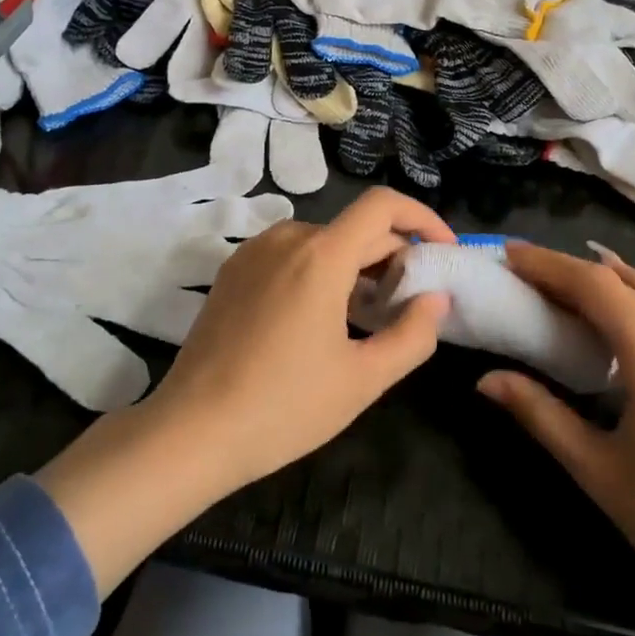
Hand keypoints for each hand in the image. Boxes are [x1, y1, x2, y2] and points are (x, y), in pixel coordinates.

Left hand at [152, 187, 455, 488]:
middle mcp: (287, 238)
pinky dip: (320, 271)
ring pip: (324, 242)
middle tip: (411, 302)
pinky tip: (322, 317)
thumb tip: (436, 299)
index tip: (443, 250)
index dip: (422, 218)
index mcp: (321, 255)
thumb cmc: (284, 407)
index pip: (383, 205)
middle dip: (393, 256)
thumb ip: (412, 334)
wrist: (191, 430)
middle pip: (355, 228)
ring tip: (369, 315)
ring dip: (357, 266)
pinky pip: (291, 255)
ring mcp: (254, 251)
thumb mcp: (362, 379)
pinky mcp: (233, 270)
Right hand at [478, 241, 634, 627]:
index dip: (549, 265)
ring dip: (605, 278)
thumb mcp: (598, 473)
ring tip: (564, 280)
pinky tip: (625, 309)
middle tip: (523, 270)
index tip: (509, 255)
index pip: (595, 288)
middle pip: (621, 283)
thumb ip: (541, 416)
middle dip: (568, 269)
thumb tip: (486, 380)